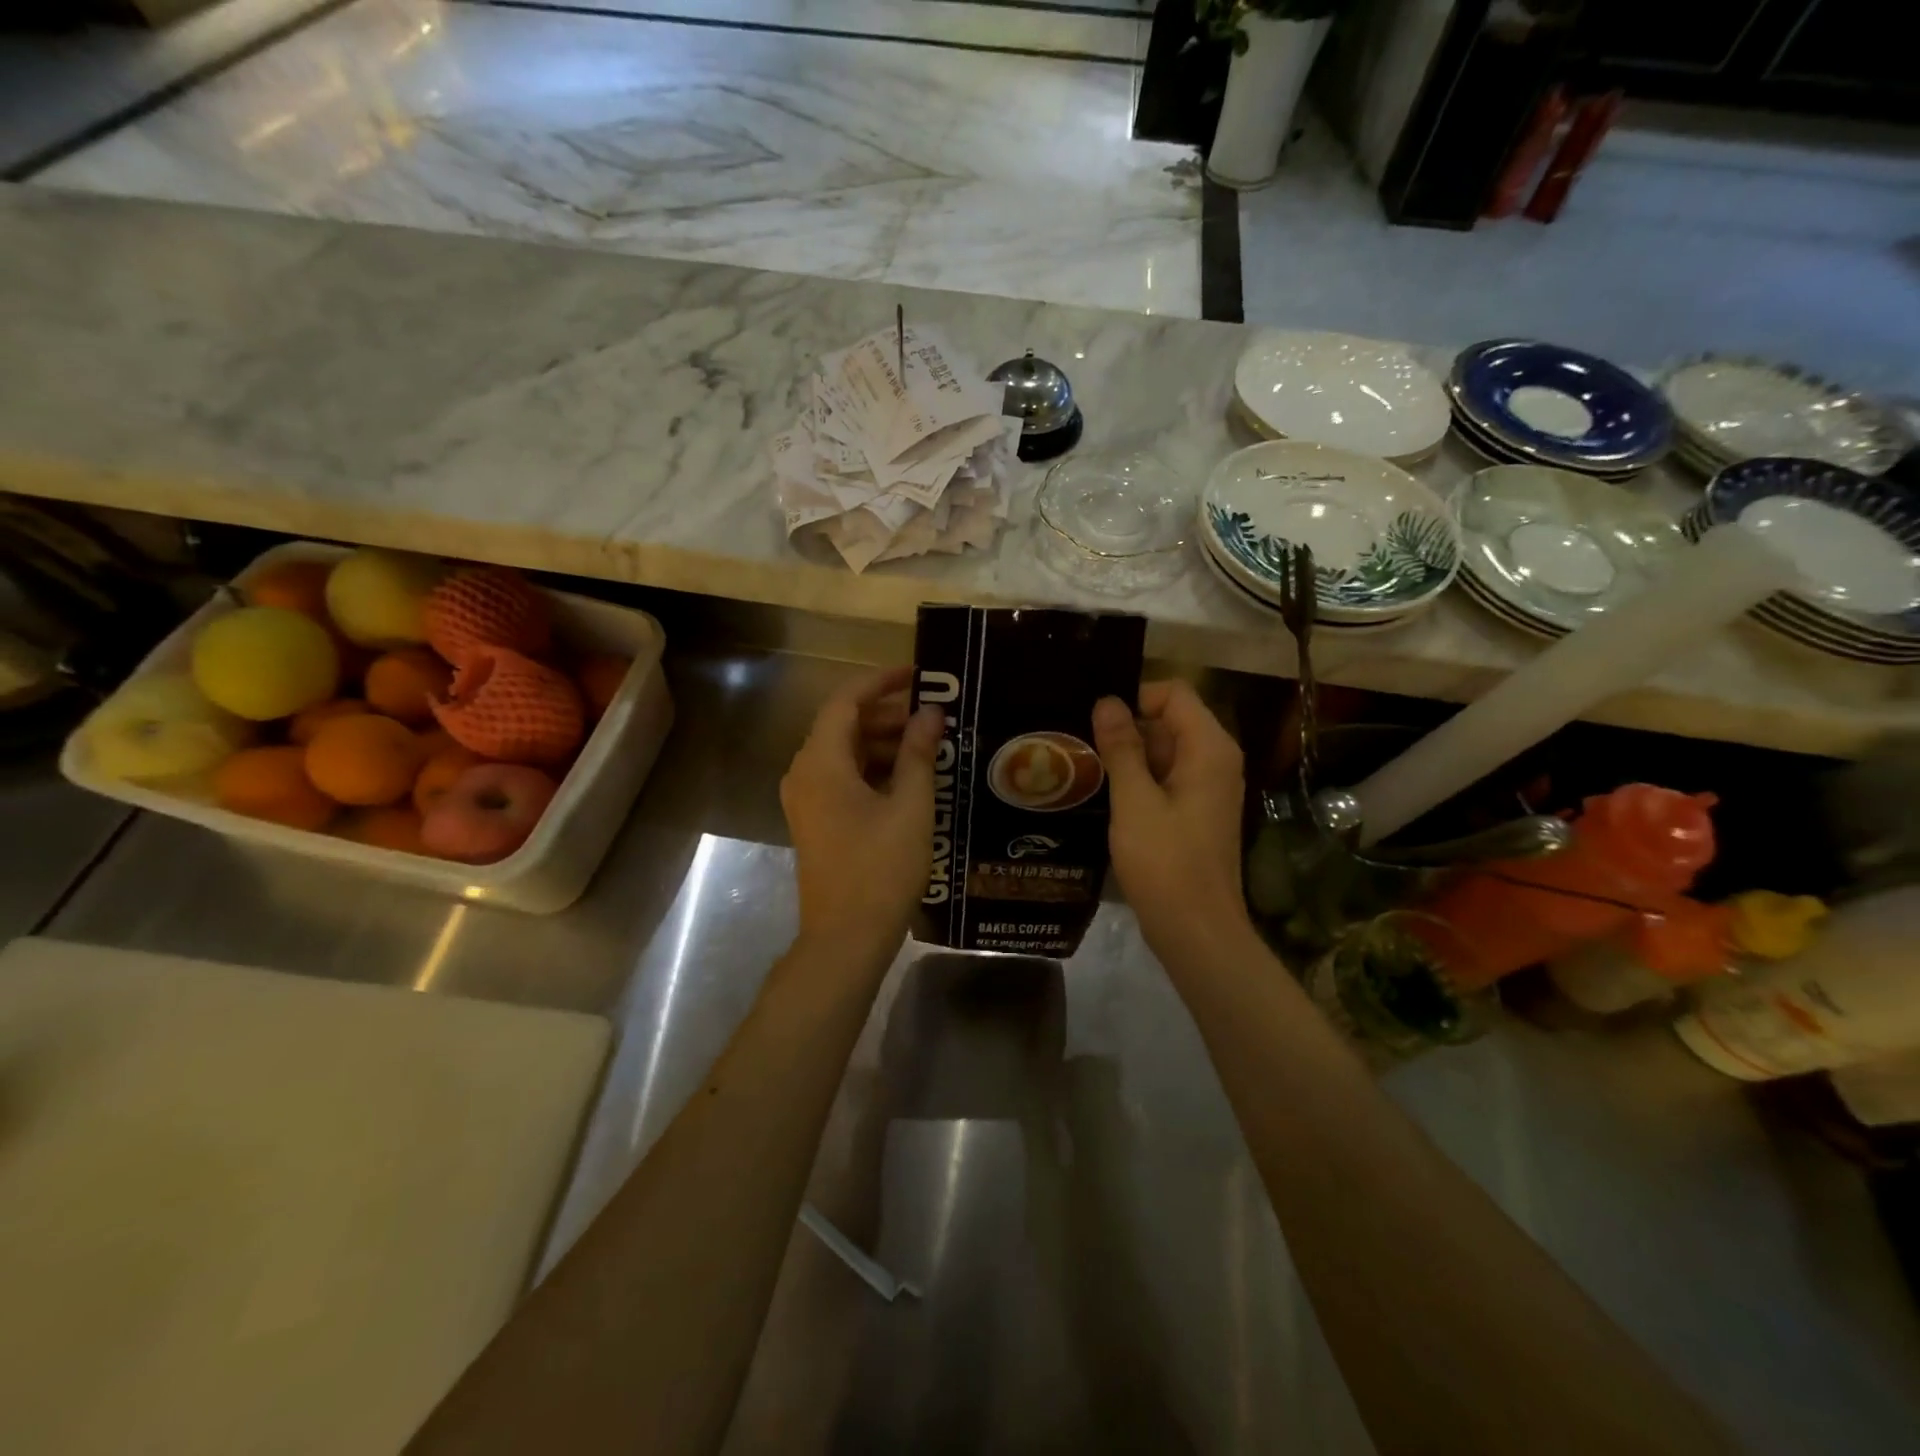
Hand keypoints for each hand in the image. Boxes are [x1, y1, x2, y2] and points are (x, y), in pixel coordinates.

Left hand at [781, 667, 944, 960]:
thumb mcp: (909, 806)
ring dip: (882, 742)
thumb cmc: (881, 868)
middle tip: (932, 713)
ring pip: (844, 753)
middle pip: (843, 726)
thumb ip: (918, 753)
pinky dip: (872, 768)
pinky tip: (909, 776)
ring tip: (928, 743)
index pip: (846, 702)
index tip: (919, 674)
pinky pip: (842, 778)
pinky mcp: (816, 820)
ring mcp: (807, 799)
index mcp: (821, 762)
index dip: (881, 682)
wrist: (846, 937)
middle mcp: (805, 773)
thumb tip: (930, 712)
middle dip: (887, 714)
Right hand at [1092, 680, 1249, 956]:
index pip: (1174, 693)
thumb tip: (1107, 701)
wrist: (1196, 930)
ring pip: (1165, 751)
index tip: (1095, 722)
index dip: (1134, 698)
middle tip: (1080, 745)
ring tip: (1083, 768)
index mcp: (1209, 748)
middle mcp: (1216, 760)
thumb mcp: (1134, 801)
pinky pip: (1167, 778)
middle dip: (1126, 728)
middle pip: (1169, 720)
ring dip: (1128, 756)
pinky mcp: (1196, 812)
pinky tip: (1105, 796)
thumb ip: (1122, 748)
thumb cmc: (1166, 862)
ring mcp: (1208, 787)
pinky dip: (1139, 780)